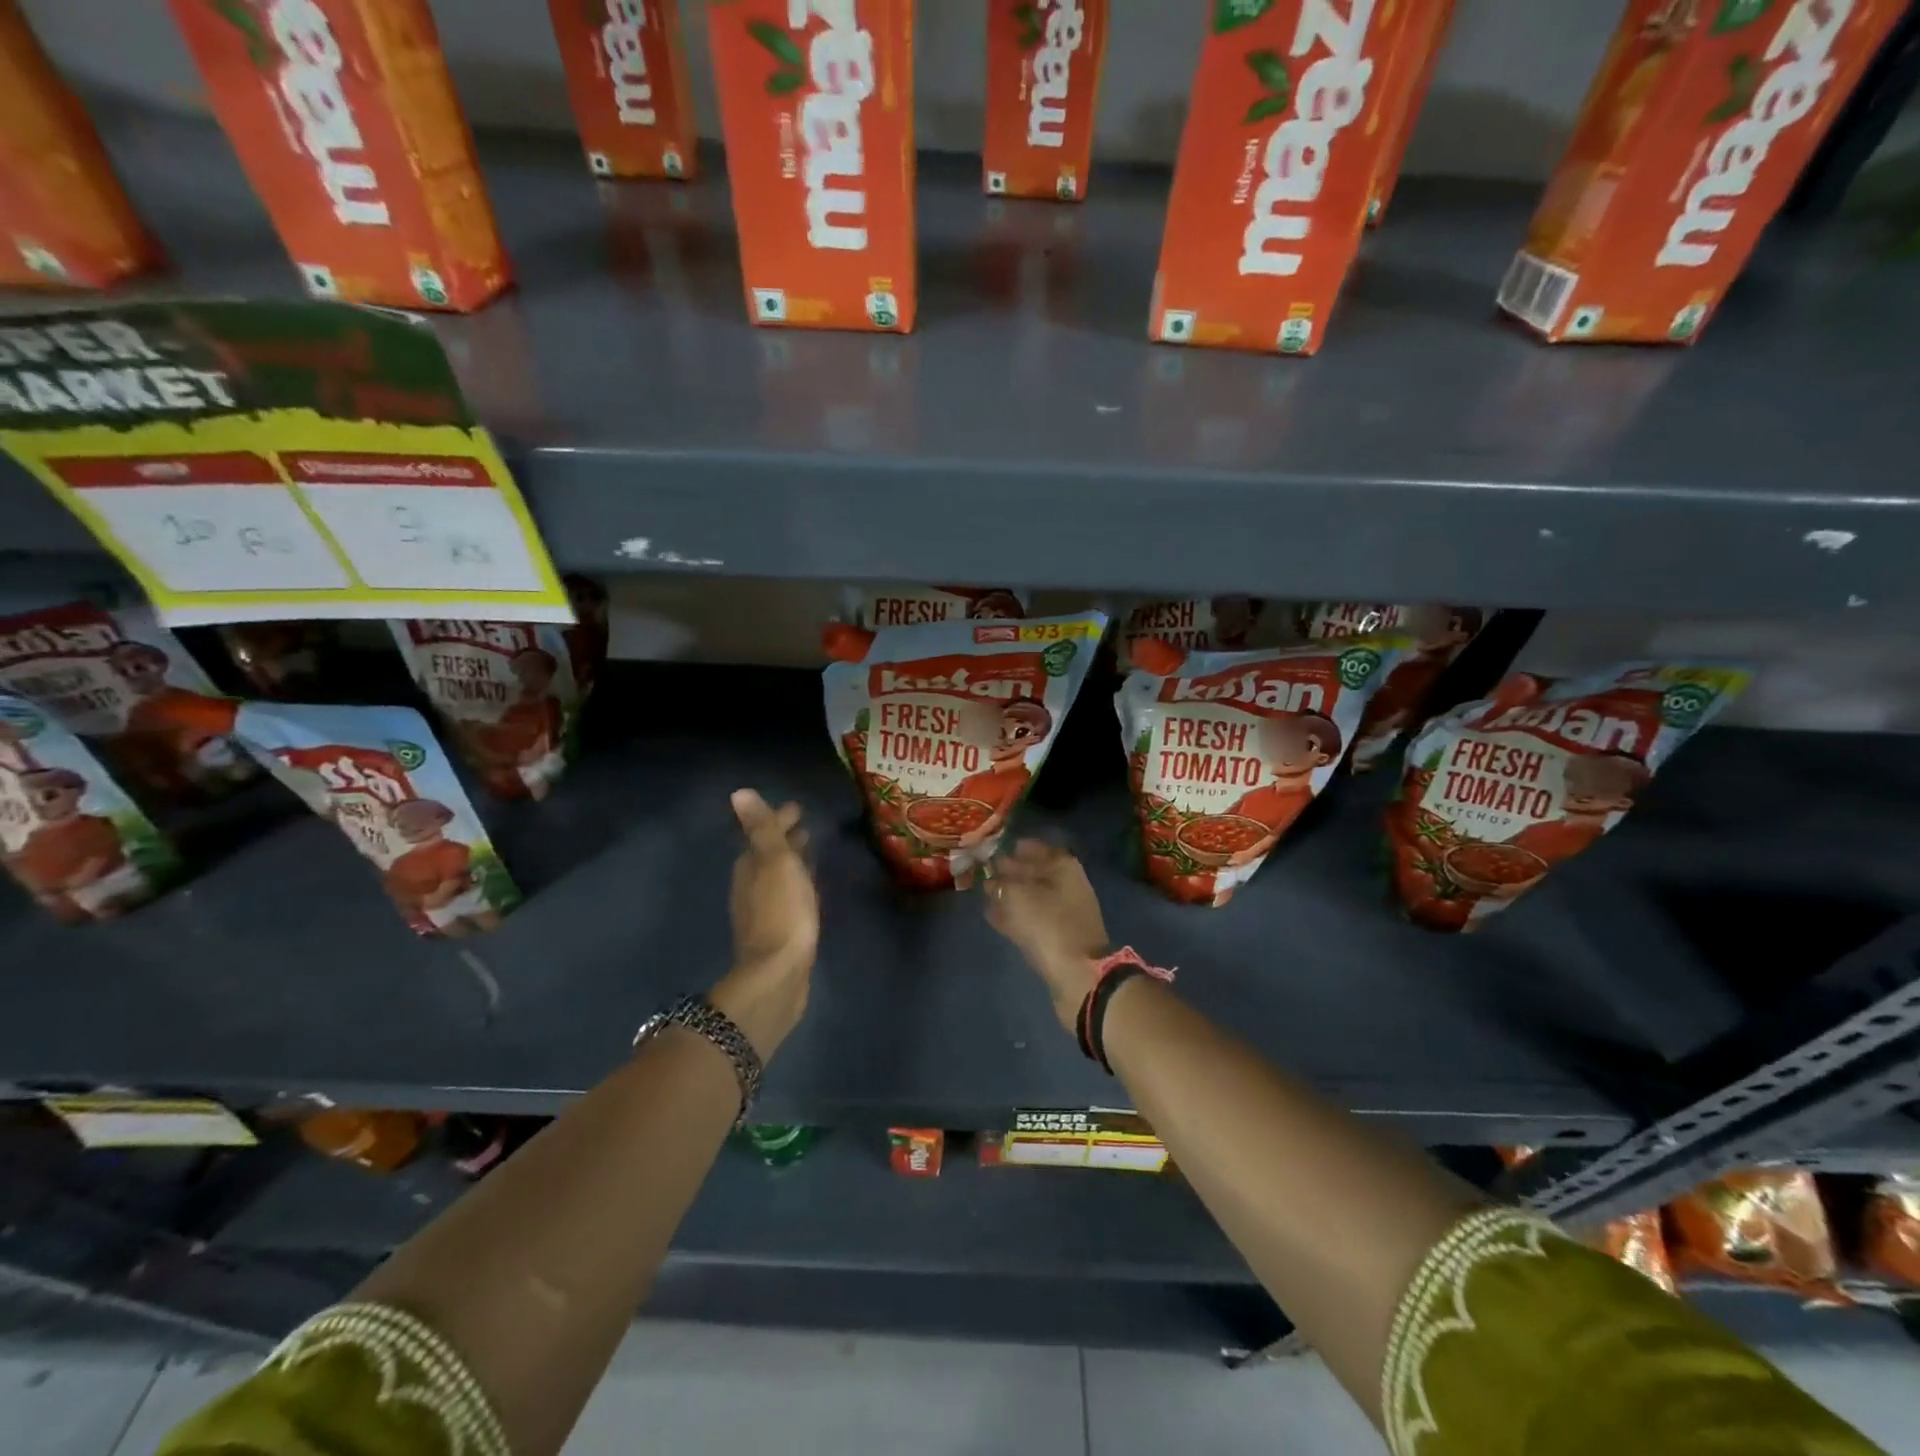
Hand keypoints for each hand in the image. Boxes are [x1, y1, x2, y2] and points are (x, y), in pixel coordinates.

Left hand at [709, 788, 817, 1058]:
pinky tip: (808, 889)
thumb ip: (761, 829)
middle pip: (768, 854)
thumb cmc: (782, 911)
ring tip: (810, 852)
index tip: (797, 807)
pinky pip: (787, 896)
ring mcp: (763, 910)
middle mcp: (751, 885)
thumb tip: (739, 793)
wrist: (779, 973)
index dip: (779, 819)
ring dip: (792, 861)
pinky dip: (796, 884)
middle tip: (806, 827)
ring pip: (778, 876)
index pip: (763, 833)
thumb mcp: (775, 862)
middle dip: (785, 839)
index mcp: (750, 865)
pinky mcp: (777, 930)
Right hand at [985, 840, 1109, 1031]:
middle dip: (1010, 870)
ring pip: (1031, 897)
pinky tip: (992, 915)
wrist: (1078, 975)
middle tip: (985, 870)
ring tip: (984, 892)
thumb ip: (1001, 883)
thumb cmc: (1048, 926)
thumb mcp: (1018, 897)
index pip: (1038, 848)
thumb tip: (992, 877)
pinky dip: (1013, 915)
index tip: (996, 847)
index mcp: (1063, 868)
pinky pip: (1030, 919)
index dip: (1017, 847)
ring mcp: (1063, 913)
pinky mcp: (1056, 937)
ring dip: (1010, 894)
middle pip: (1035, 872)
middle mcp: (1066, 886)